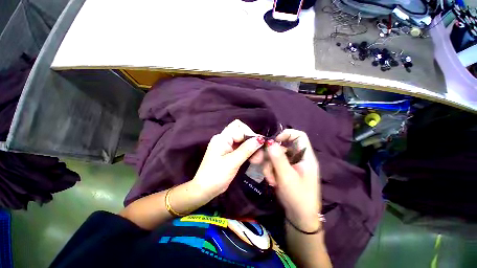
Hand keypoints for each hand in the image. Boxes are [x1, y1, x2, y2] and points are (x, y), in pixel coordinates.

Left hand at [192, 120, 264, 198]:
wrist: (205, 189)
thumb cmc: (216, 175)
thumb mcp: (232, 162)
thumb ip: (246, 149)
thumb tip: (260, 139)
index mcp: (222, 138)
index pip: (239, 127)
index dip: (249, 134)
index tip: (258, 145)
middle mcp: (224, 139)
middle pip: (241, 132)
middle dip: (251, 141)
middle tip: (260, 153)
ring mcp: (226, 146)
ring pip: (242, 140)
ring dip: (251, 147)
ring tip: (258, 158)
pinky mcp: (229, 152)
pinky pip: (240, 147)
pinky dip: (247, 152)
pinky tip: (253, 158)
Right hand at [264, 129, 321, 231]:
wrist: (299, 217)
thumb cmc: (298, 197)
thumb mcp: (287, 177)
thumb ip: (278, 159)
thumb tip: (270, 142)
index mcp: (305, 156)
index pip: (299, 136)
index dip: (286, 134)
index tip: (274, 141)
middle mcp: (298, 158)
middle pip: (282, 146)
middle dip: (271, 155)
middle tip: (262, 162)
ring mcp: (290, 165)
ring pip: (275, 156)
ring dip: (269, 166)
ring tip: (270, 179)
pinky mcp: (284, 171)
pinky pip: (273, 164)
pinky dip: (270, 171)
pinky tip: (271, 181)